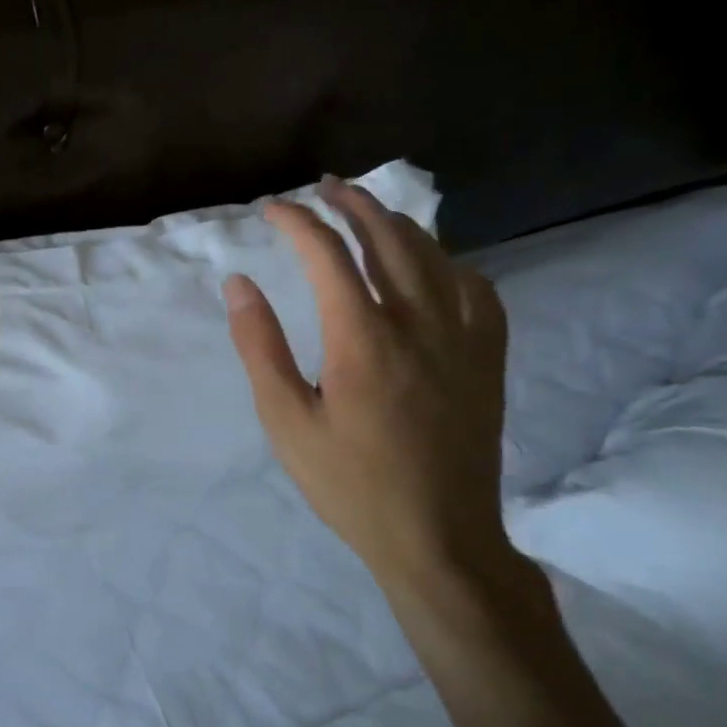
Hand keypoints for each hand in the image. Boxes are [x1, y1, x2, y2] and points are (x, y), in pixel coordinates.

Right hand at [224, 176, 521, 609]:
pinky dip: (449, 262)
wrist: (439, 538)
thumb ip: (260, 347)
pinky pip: (477, 289)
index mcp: (363, 337)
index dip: (296, 222)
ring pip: (434, 255)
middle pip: (387, 237)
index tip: (271, 210)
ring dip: (397, 223)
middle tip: (324, 187)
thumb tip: (238, 285)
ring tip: (369, 211)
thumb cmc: (351, 484)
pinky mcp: (487, 359)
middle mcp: (418, 322)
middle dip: (351, 203)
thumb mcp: (286, 422)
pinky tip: (435, 265)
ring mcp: (462, 337)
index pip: (327, 254)